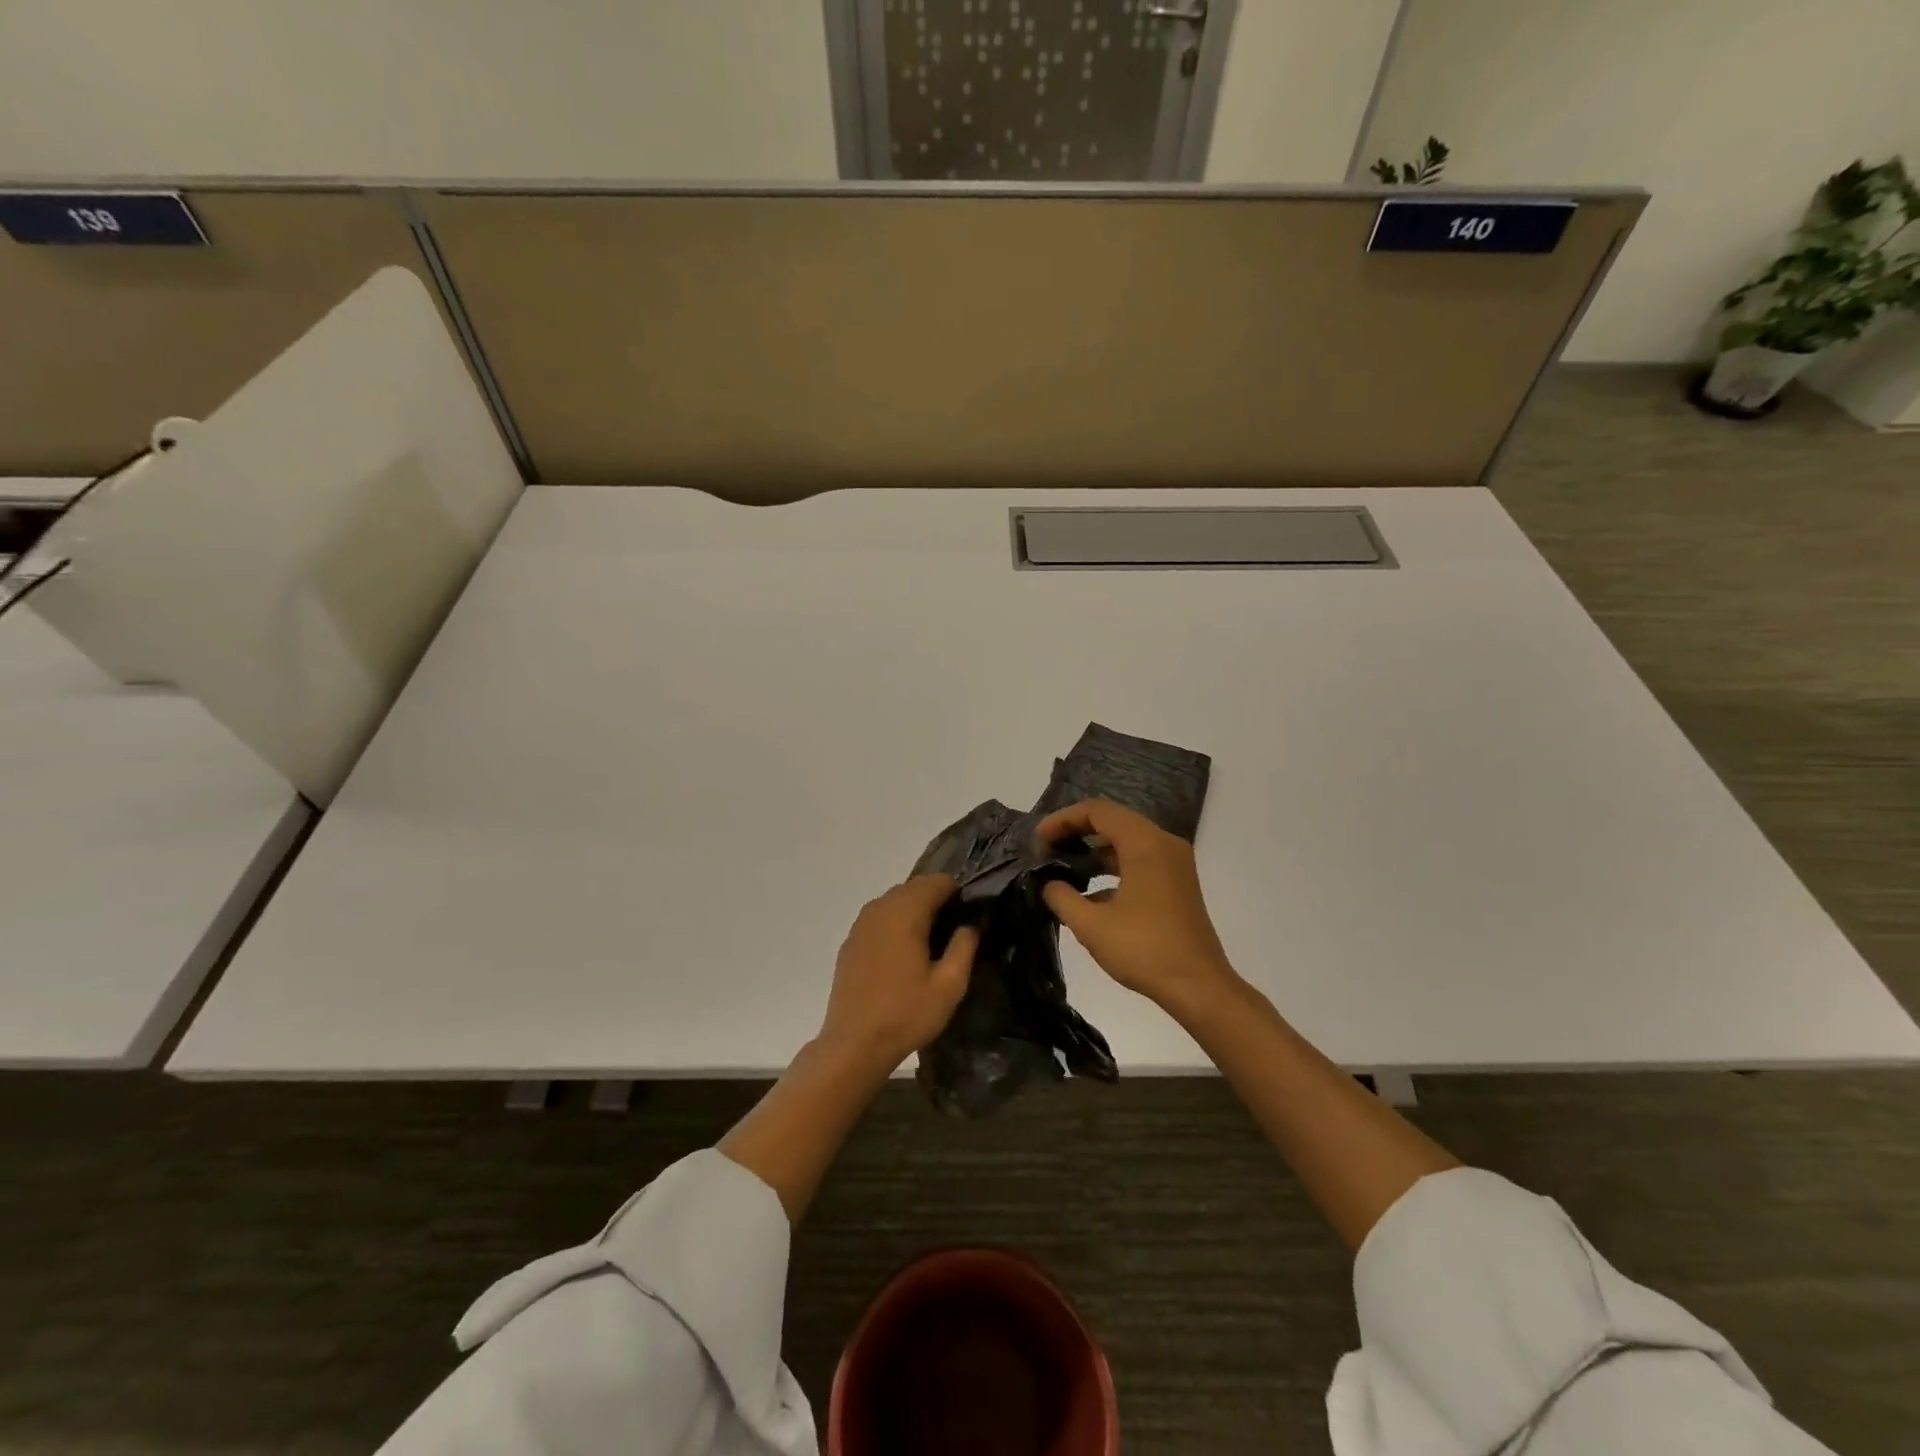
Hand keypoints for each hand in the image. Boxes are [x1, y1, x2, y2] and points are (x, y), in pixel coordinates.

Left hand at [817, 875, 977, 1073]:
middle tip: (954, 931)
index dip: (957, 893)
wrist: (853, 1044)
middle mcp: (880, 908)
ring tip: (931, 942)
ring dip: (914, 911)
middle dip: (936, 900)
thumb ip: (964, 947)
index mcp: (905, 912)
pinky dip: (894, 924)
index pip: (937, 881)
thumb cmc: (906, 1014)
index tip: (969, 916)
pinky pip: (879, 918)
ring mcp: (861, 924)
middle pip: (914, 887)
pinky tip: (903, 953)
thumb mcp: (949, 986)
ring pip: (894, 901)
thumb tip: (969, 924)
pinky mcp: (850, 942)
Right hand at [1036, 799, 1235, 1011]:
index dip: (1063, 819)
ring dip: (1093, 848)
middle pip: (1113, 820)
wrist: (1198, 987)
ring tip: (1061, 865)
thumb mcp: (1092, 926)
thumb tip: (1049, 884)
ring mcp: (1174, 862)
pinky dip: (1112, 864)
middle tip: (1046, 849)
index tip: (1037, 839)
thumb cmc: (1144, 951)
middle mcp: (1163, 843)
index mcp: (1145, 844)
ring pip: (1126, 839)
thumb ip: (1062, 897)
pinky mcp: (1176, 881)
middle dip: (1076, 830)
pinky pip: (1139, 858)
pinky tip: (1088, 890)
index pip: (1098, 811)